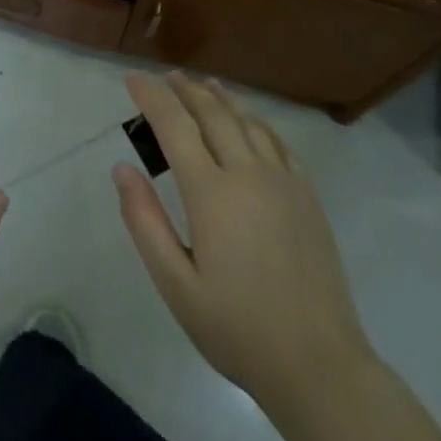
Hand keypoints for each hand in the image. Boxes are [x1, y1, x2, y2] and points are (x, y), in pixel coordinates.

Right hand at [114, 72, 374, 408]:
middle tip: (164, 76)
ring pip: (248, 122)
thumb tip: (122, 169)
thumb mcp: (175, 284)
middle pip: (213, 114)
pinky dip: (255, 121)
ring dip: (220, 98)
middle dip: (184, 90)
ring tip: (202, 84)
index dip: (151, 97)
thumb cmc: (236, 328)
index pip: (175, 127)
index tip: (132, 79)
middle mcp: (249, 174)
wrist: (318, 364)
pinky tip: (248, 121)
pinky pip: (277, 142)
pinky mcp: (307, 197)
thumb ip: (144, 221)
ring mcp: (284, 182)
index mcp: (212, 194)